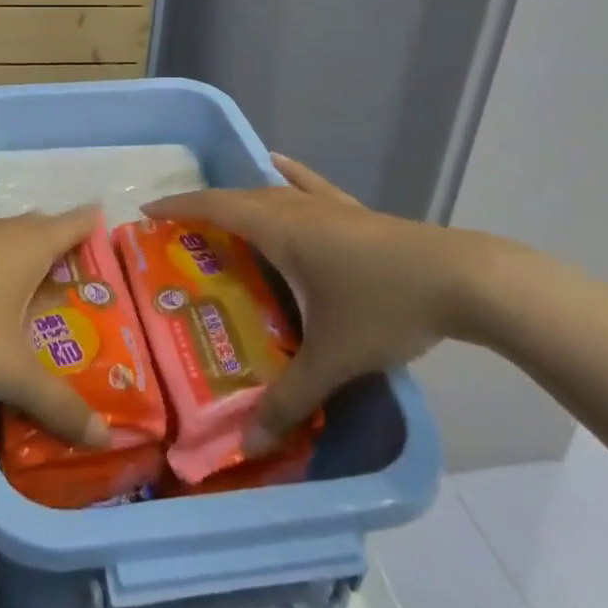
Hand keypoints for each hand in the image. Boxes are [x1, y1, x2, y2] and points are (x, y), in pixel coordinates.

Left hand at [0, 186, 111, 447]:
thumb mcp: (14, 374)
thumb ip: (59, 405)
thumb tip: (105, 438)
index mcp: (31, 249)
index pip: (71, 227)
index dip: (88, 223)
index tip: (102, 217)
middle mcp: (2, 229)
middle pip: (37, 225)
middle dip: (55, 236)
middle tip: (69, 256)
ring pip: (1, 224)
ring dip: (18, 232)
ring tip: (31, 239)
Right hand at [142, 154, 495, 450]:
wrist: (461, 279)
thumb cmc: (384, 306)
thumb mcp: (333, 358)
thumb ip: (290, 397)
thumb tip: (250, 441)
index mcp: (279, 229)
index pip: (214, 207)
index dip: (179, 207)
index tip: (146, 211)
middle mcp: (295, 208)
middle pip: (237, 197)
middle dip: (203, 208)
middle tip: (178, 231)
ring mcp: (326, 205)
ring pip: (270, 191)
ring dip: (240, 198)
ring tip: (219, 213)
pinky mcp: (353, 211)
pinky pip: (307, 186)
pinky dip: (288, 175)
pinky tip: (280, 166)